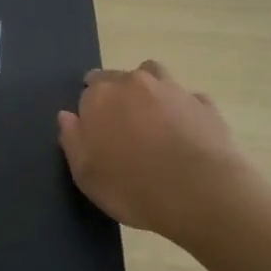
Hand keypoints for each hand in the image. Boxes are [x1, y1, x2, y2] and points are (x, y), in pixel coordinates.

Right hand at [58, 60, 251, 242]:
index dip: (91, 110)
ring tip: (153, 123)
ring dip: (150, 92)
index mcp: (101, 96)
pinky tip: (185, 135)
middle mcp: (136, 82)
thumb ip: (72, 140)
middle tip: (123, 130)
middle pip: (120, 79)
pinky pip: (187, 100)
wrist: (200, 194)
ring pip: (155, 77)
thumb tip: (66, 115)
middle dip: (118, 97)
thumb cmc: (132, 187)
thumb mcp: (86, 175)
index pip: (89, 89)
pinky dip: (182, 111)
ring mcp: (173, 89)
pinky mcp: (204, 104)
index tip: (96, 133)